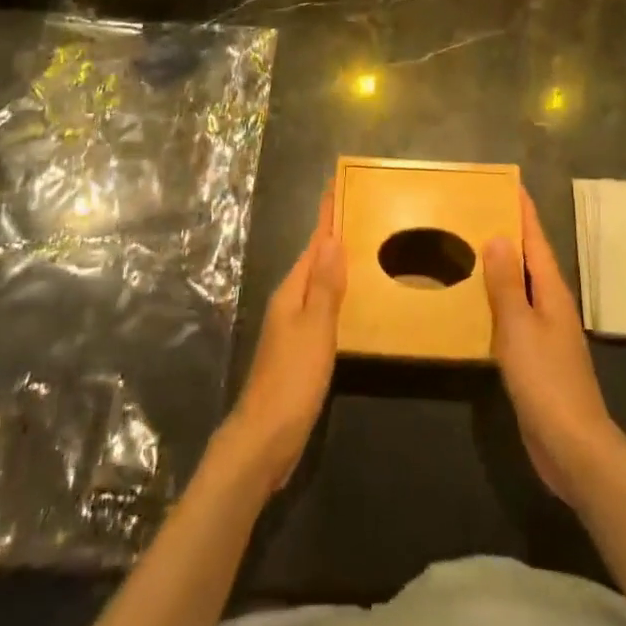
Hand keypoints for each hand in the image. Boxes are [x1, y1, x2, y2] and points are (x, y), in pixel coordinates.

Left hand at [220, 193, 346, 492]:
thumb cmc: (292, 379)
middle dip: (333, 236)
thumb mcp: (315, 329)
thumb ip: (326, 286)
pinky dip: (336, 295)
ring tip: (361, 248)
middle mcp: (289, 303)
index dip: (326, 218)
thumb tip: (333, 238)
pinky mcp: (299, 350)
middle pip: (314, 261)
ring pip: (317, 284)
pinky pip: (321, 309)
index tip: (337, 186)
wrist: (264, 438)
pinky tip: (351, 302)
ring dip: (335, 265)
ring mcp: (292, 328)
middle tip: (358, 212)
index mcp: (292, 292)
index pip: (314, 245)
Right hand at [484, 188, 619, 503]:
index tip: (508, 184)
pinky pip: (514, 315)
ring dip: (501, 267)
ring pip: (521, 287)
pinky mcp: (536, 358)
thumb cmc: (545, 379)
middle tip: (478, 210)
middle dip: (509, 233)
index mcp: (552, 292)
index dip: (523, 212)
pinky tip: (477, 304)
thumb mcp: (519, 327)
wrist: (573, 446)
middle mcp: (552, 306)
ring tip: (471, 248)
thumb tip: (498, 236)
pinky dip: (497, 300)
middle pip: (530, 260)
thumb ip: (506, 283)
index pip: (536, 241)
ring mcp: (546, 333)